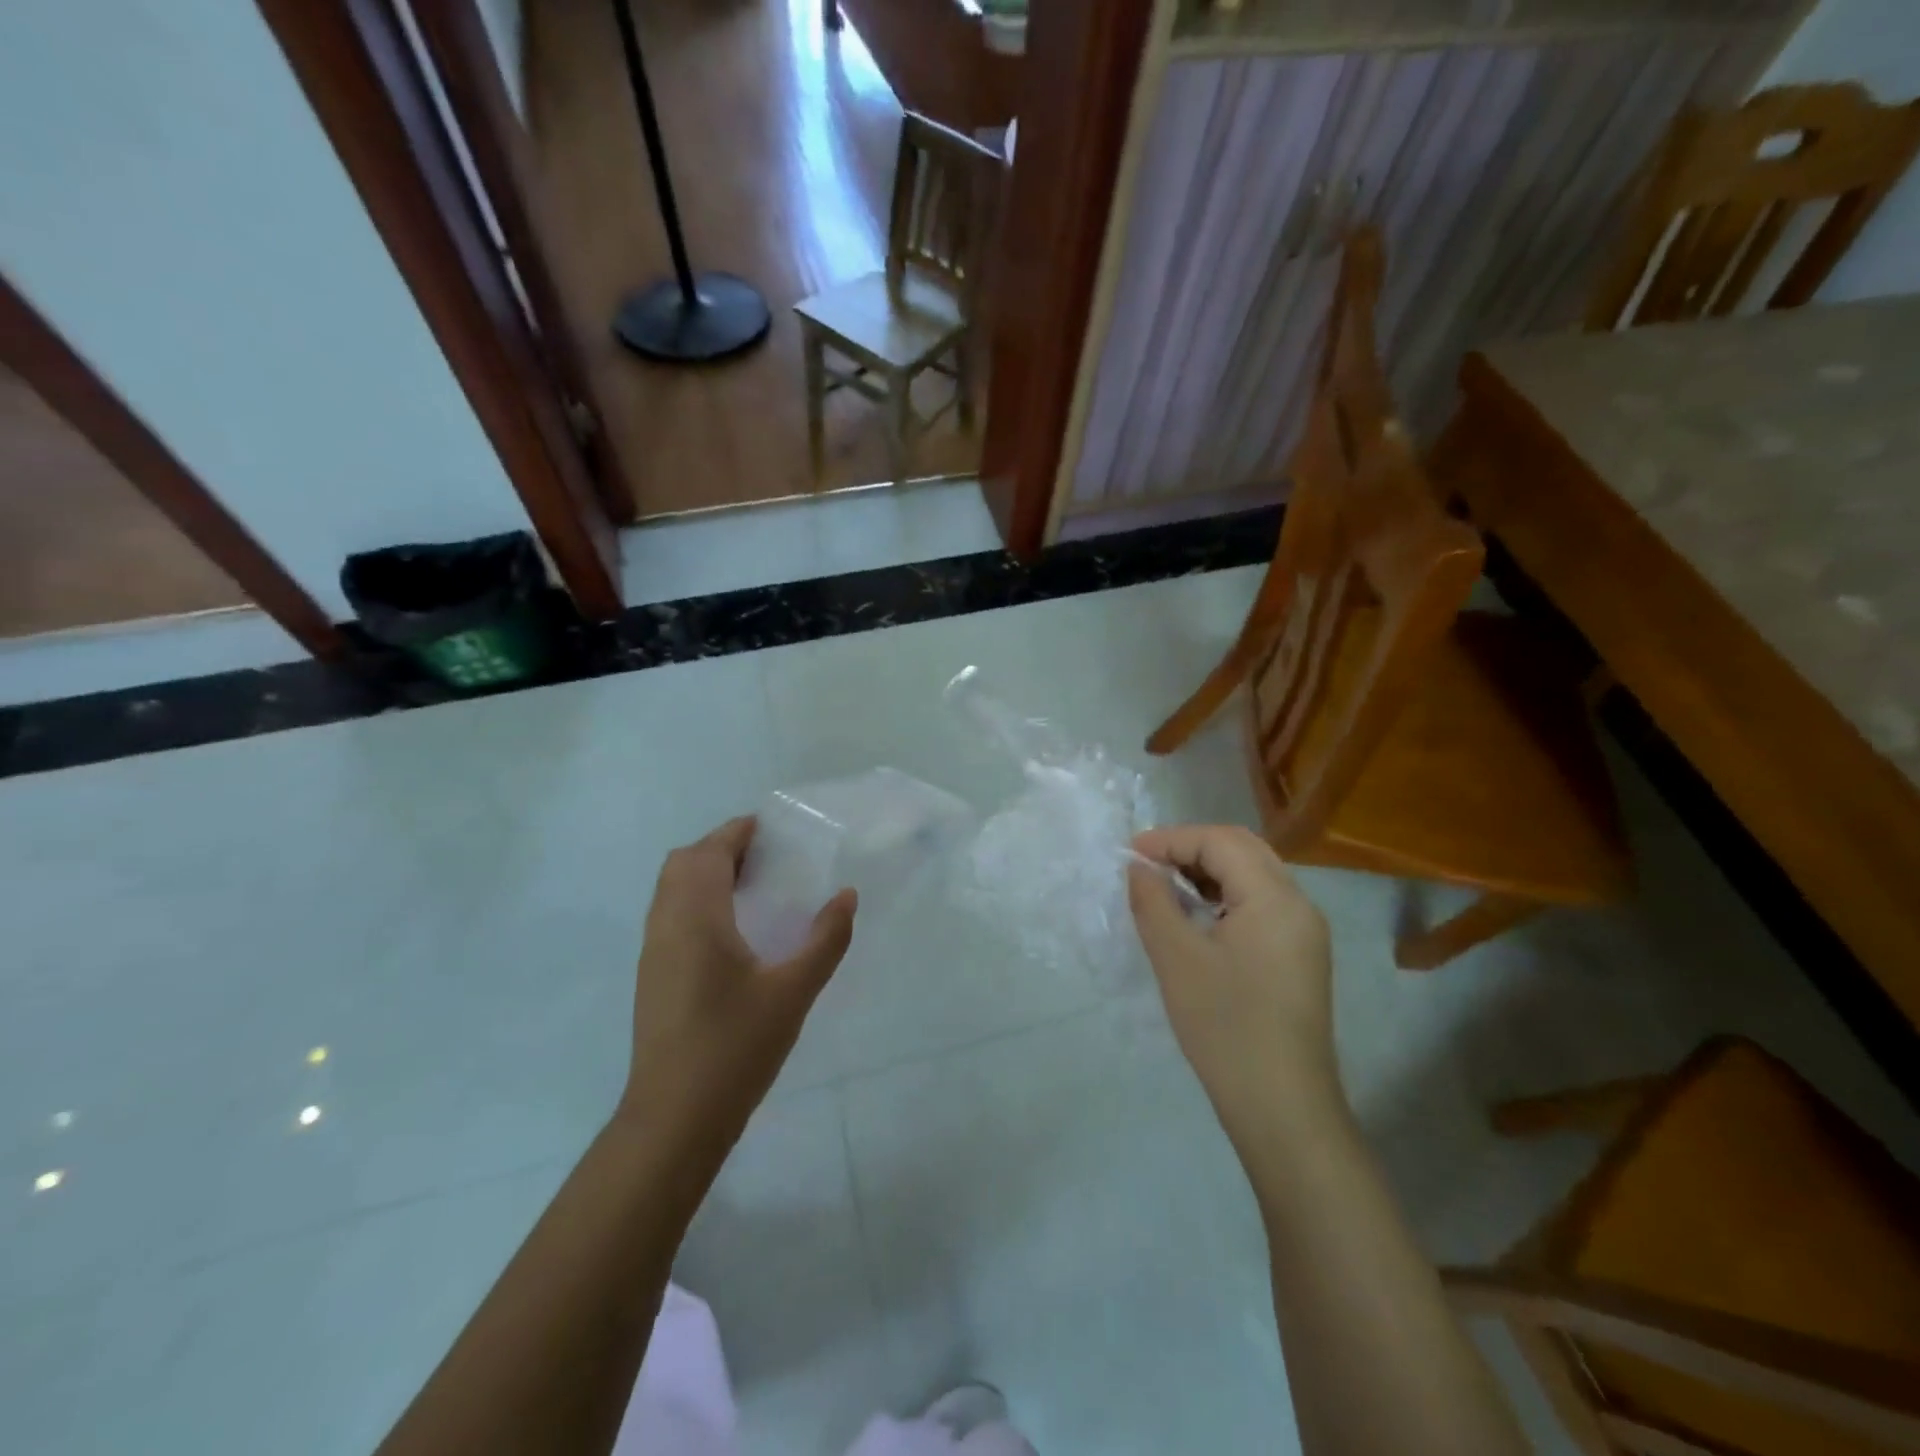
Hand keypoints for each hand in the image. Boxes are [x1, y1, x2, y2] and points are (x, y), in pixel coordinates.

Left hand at [620, 818, 856, 1159]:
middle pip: (683, 864)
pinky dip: (696, 900)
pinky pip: (670, 915)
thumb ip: (825, 940)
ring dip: (705, 873)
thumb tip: (847, 896)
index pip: (710, 853)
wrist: (674, 1119)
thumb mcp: (793, 991)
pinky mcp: (652, 977)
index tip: (771, 828)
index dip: (737, 832)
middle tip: (765, 856)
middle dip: (720, 848)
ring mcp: (653, 953)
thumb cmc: (735, 1047)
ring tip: (752, 885)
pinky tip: (731, 929)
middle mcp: (666, 926)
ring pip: (671, 890)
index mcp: (696, 918)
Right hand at [1128, 825, 1339, 1140]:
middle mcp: (1299, 904)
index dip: (1171, 839)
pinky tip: (1197, 917)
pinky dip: (1225, 897)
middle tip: (1147, 865)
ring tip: (1165, 887)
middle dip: (1191, 848)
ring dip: (1208, 871)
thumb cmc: (1225, 1027)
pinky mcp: (1301, 956)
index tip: (1129, 855)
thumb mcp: (1176, 958)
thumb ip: (1153, 901)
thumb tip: (1139, 868)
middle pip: (1242, 850)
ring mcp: (1305, 932)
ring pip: (1254, 876)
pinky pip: (1261, 905)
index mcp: (1275, 897)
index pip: (1220, 842)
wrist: (1282, 1107)